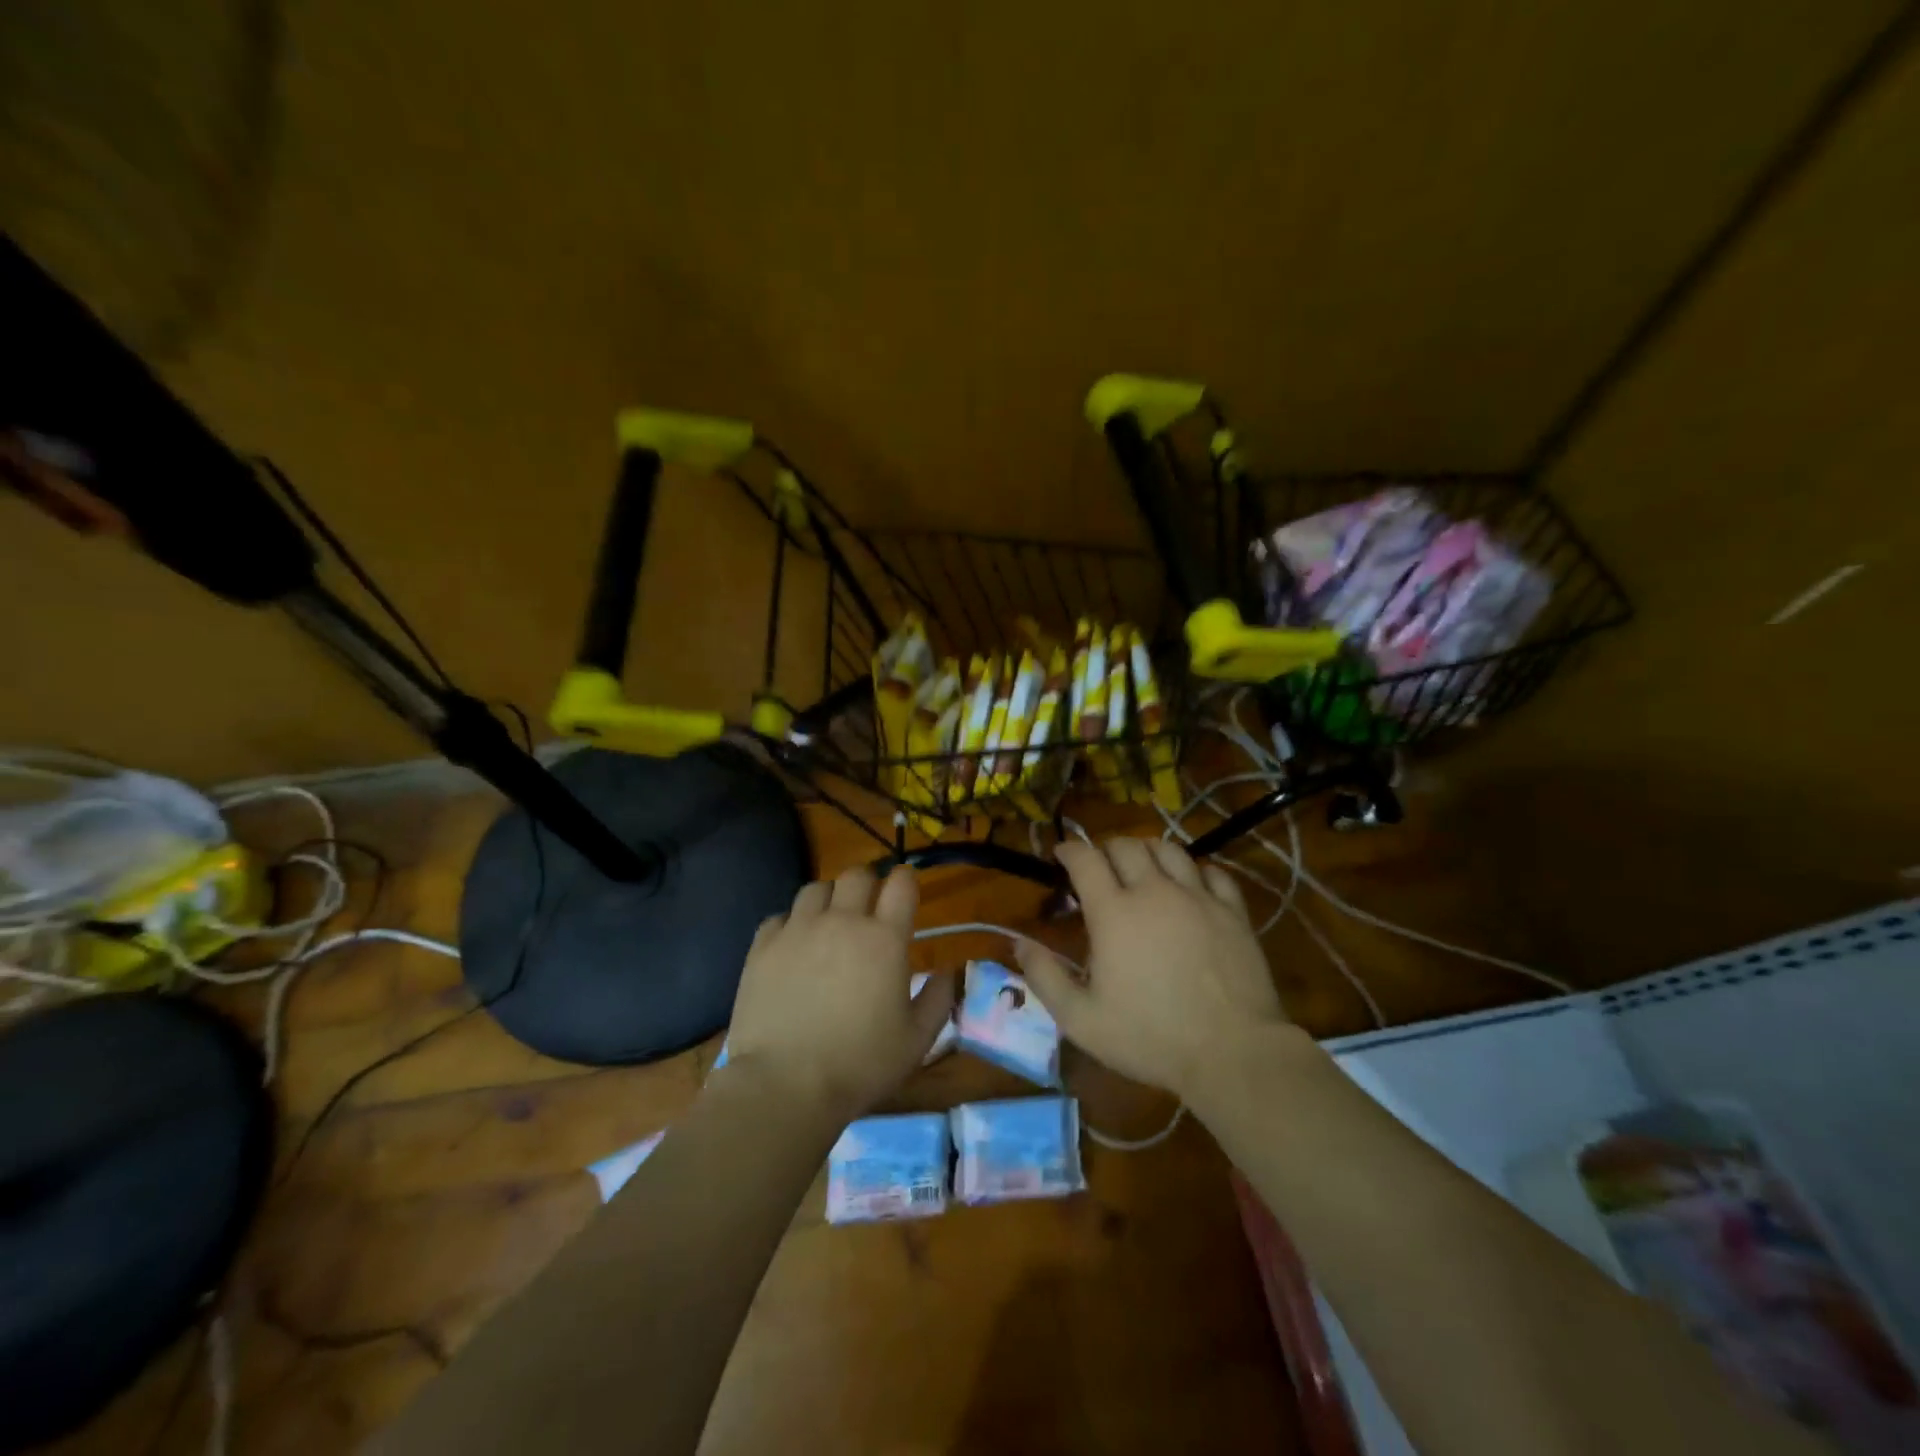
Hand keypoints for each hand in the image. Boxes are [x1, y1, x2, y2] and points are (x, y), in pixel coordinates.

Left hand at [723, 865, 955, 1122]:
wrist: (784, 1085)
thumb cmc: (860, 1064)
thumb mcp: (917, 1040)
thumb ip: (940, 998)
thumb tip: (950, 971)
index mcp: (884, 938)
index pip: (901, 883)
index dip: (905, 881)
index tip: (905, 893)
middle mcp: (842, 921)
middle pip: (857, 874)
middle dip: (867, 884)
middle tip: (868, 911)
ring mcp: (798, 930)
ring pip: (816, 888)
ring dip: (829, 900)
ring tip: (829, 926)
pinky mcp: (763, 946)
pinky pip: (781, 916)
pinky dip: (792, 924)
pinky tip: (794, 948)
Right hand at [1016, 837, 1288, 1102]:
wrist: (1232, 1053)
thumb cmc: (1150, 1037)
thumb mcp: (1081, 1019)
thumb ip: (1045, 977)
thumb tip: (1019, 942)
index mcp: (1113, 912)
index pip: (1085, 859)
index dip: (1069, 850)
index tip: (1061, 855)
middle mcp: (1154, 891)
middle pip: (1126, 846)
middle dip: (1106, 849)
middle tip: (1099, 868)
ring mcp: (1198, 897)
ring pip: (1169, 849)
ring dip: (1148, 851)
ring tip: (1142, 868)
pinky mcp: (1232, 911)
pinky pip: (1212, 872)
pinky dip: (1195, 870)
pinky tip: (1190, 886)